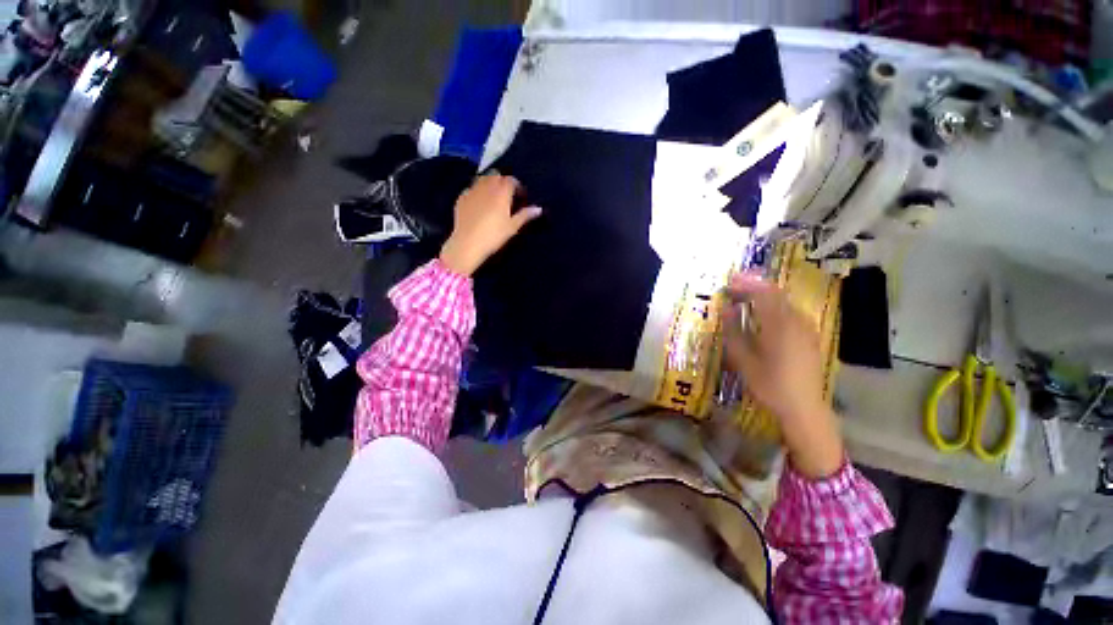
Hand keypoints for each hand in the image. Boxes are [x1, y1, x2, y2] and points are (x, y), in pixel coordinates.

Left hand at [439, 174, 541, 276]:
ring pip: (483, 179)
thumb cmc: (494, 236)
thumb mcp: (513, 227)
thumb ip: (525, 215)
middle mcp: (486, 186)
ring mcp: (472, 190)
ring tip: (493, 198)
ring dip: (490, 184)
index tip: (521, 197)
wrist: (467, 243)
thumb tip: (539, 209)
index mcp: (501, 192)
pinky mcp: (461, 198)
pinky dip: (478, 192)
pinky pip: (472, 188)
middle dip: (503, 182)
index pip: (511, 180)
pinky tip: (479, 204)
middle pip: (496, 176)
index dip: (517, 186)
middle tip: (507, 196)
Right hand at [722, 273, 843, 478]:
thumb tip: (727, 310)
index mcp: (780, 326)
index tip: (728, 282)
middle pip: (776, 294)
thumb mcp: (744, 360)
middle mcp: (796, 321)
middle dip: (754, 286)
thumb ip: (734, 331)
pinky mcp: (809, 336)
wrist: (804, 407)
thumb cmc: (770, 384)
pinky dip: (773, 306)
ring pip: (784, 302)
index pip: (763, 294)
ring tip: (744, 297)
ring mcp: (806, 328)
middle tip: (733, 286)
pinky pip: (790, 312)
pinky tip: (762, 314)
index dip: (745, 284)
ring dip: (764, 295)